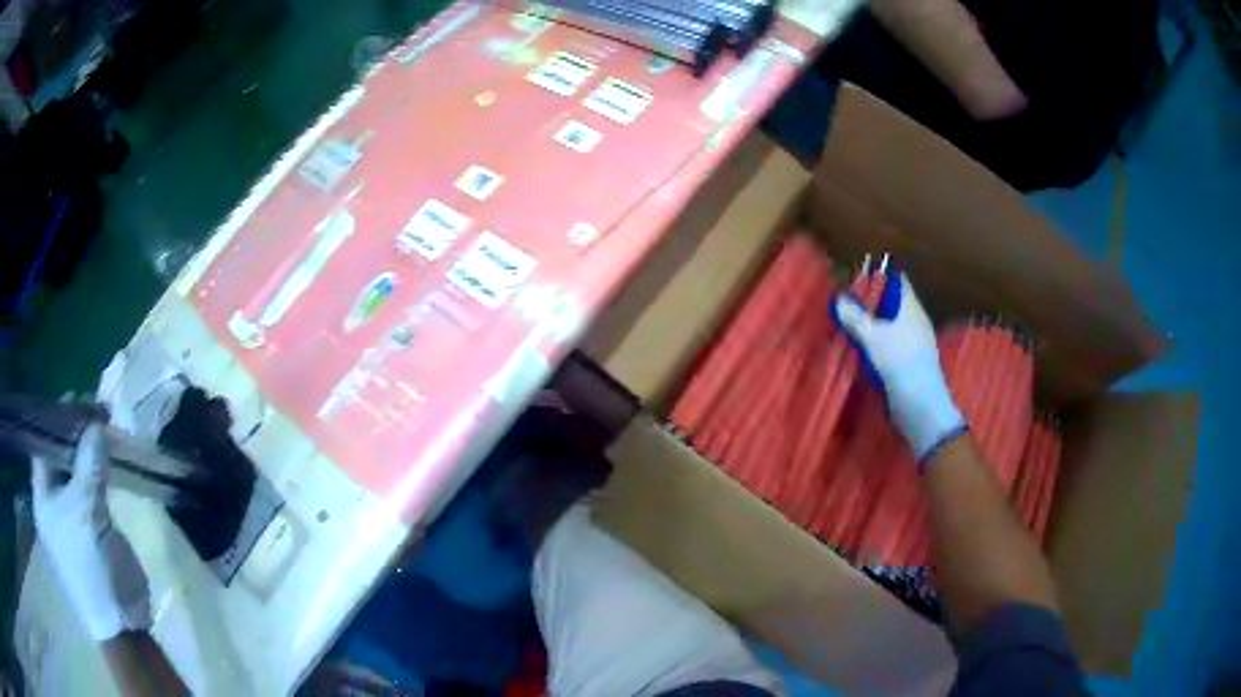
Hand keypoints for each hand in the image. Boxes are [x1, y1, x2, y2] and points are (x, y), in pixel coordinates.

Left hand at [31, 423, 151, 640]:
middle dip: (76, 432)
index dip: (57, 420)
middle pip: (59, 455)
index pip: (42, 445)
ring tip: (107, 432)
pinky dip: (99, 471)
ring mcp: (72, 517)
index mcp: (43, 499)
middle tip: (98, 413)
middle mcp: (53, 503)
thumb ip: (90, 465)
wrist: (122, 622)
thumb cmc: (93, 568)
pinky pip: (91, 488)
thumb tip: (97, 424)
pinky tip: (111, 461)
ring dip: (89, 451)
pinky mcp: (91, 527)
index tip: (79, 401)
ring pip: (76, 471)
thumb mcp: (88, 514)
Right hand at [833, 272, 965, 463]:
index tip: (856, 278)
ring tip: (848, 325)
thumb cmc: (900, 363)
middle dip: (870, 302)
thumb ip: (855, 317)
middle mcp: (915, 321)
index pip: (897, 280)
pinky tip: (861, 350)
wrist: (921, 406)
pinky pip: (890, 344)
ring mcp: (914, 343)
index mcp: (911, 308)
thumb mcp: (872, 337)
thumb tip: (839, 299)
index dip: (878, 276)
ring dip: (872, 325)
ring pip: (890, 325)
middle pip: (892, 303)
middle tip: (845, 303)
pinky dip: (876, 343)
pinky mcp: (910, 362)